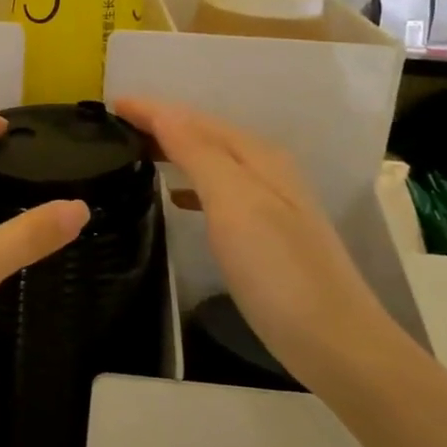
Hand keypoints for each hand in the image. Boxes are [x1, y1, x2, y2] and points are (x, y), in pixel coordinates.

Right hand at [113, 97, 386, 388]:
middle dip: (162, 124)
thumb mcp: (234, 203)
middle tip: (115, 127)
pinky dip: (190, 184)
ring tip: (136, 154)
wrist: (336, 343)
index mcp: (257, 157)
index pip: (195, 120)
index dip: (153, 109)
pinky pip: (217, 191)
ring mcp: (269, 204)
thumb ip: (198, 154)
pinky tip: (175, 198)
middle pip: (205, 135)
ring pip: (211, 161)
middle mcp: (266, 171)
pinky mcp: (266, 234)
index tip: (111, 103)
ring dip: (174, 151)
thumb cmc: (278, 270)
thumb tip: (164, 112)